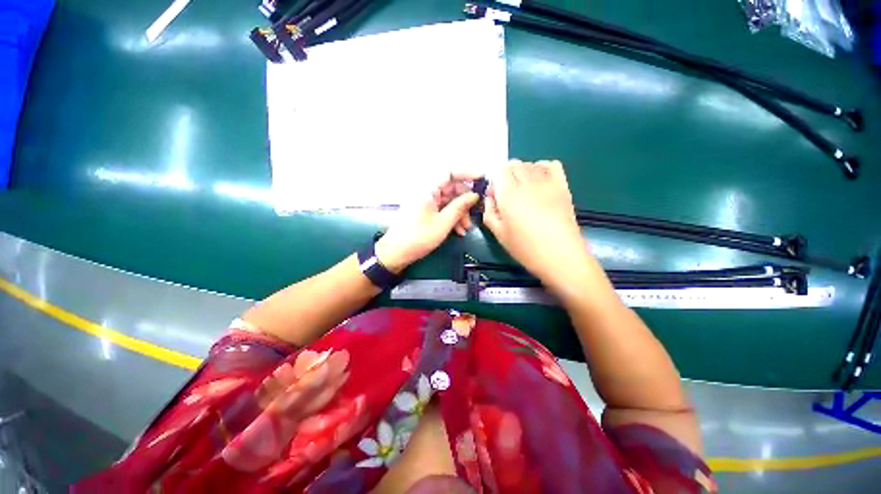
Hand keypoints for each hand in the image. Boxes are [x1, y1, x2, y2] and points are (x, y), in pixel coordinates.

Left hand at [375, 173, 480, 272]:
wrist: (396, 252)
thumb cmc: (419, 237)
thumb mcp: (443, 223)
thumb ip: (460, 207)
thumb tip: (474, 195)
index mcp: (427, 188)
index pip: (449, 172)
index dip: (467, 173)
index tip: (482, 178)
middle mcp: (426, 191)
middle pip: (451, 188)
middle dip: (464, 202)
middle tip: (473, 216)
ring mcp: (425, 201)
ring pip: (449, 201)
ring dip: (459, 213)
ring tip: (466, 229)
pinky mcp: (425, 211)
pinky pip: (442, 209)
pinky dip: (451, 217)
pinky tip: (458, 231)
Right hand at [482, 160, 590, 286]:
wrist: (560, 255)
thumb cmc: (525, 248)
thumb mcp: (498, 233)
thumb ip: (489, 211)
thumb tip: (490, 197)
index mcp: (508, 194)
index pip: (499, 171)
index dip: (495, 182)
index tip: (496, 197)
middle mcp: (527, 182)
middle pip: (514, 164)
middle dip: (507, 176)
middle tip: (508, 196)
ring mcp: (547, 182)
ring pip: (530, 164)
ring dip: (522, 173)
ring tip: (523, 191)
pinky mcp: (562, 186)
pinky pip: (551, 165)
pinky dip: (542, 168)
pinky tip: (539, 181)